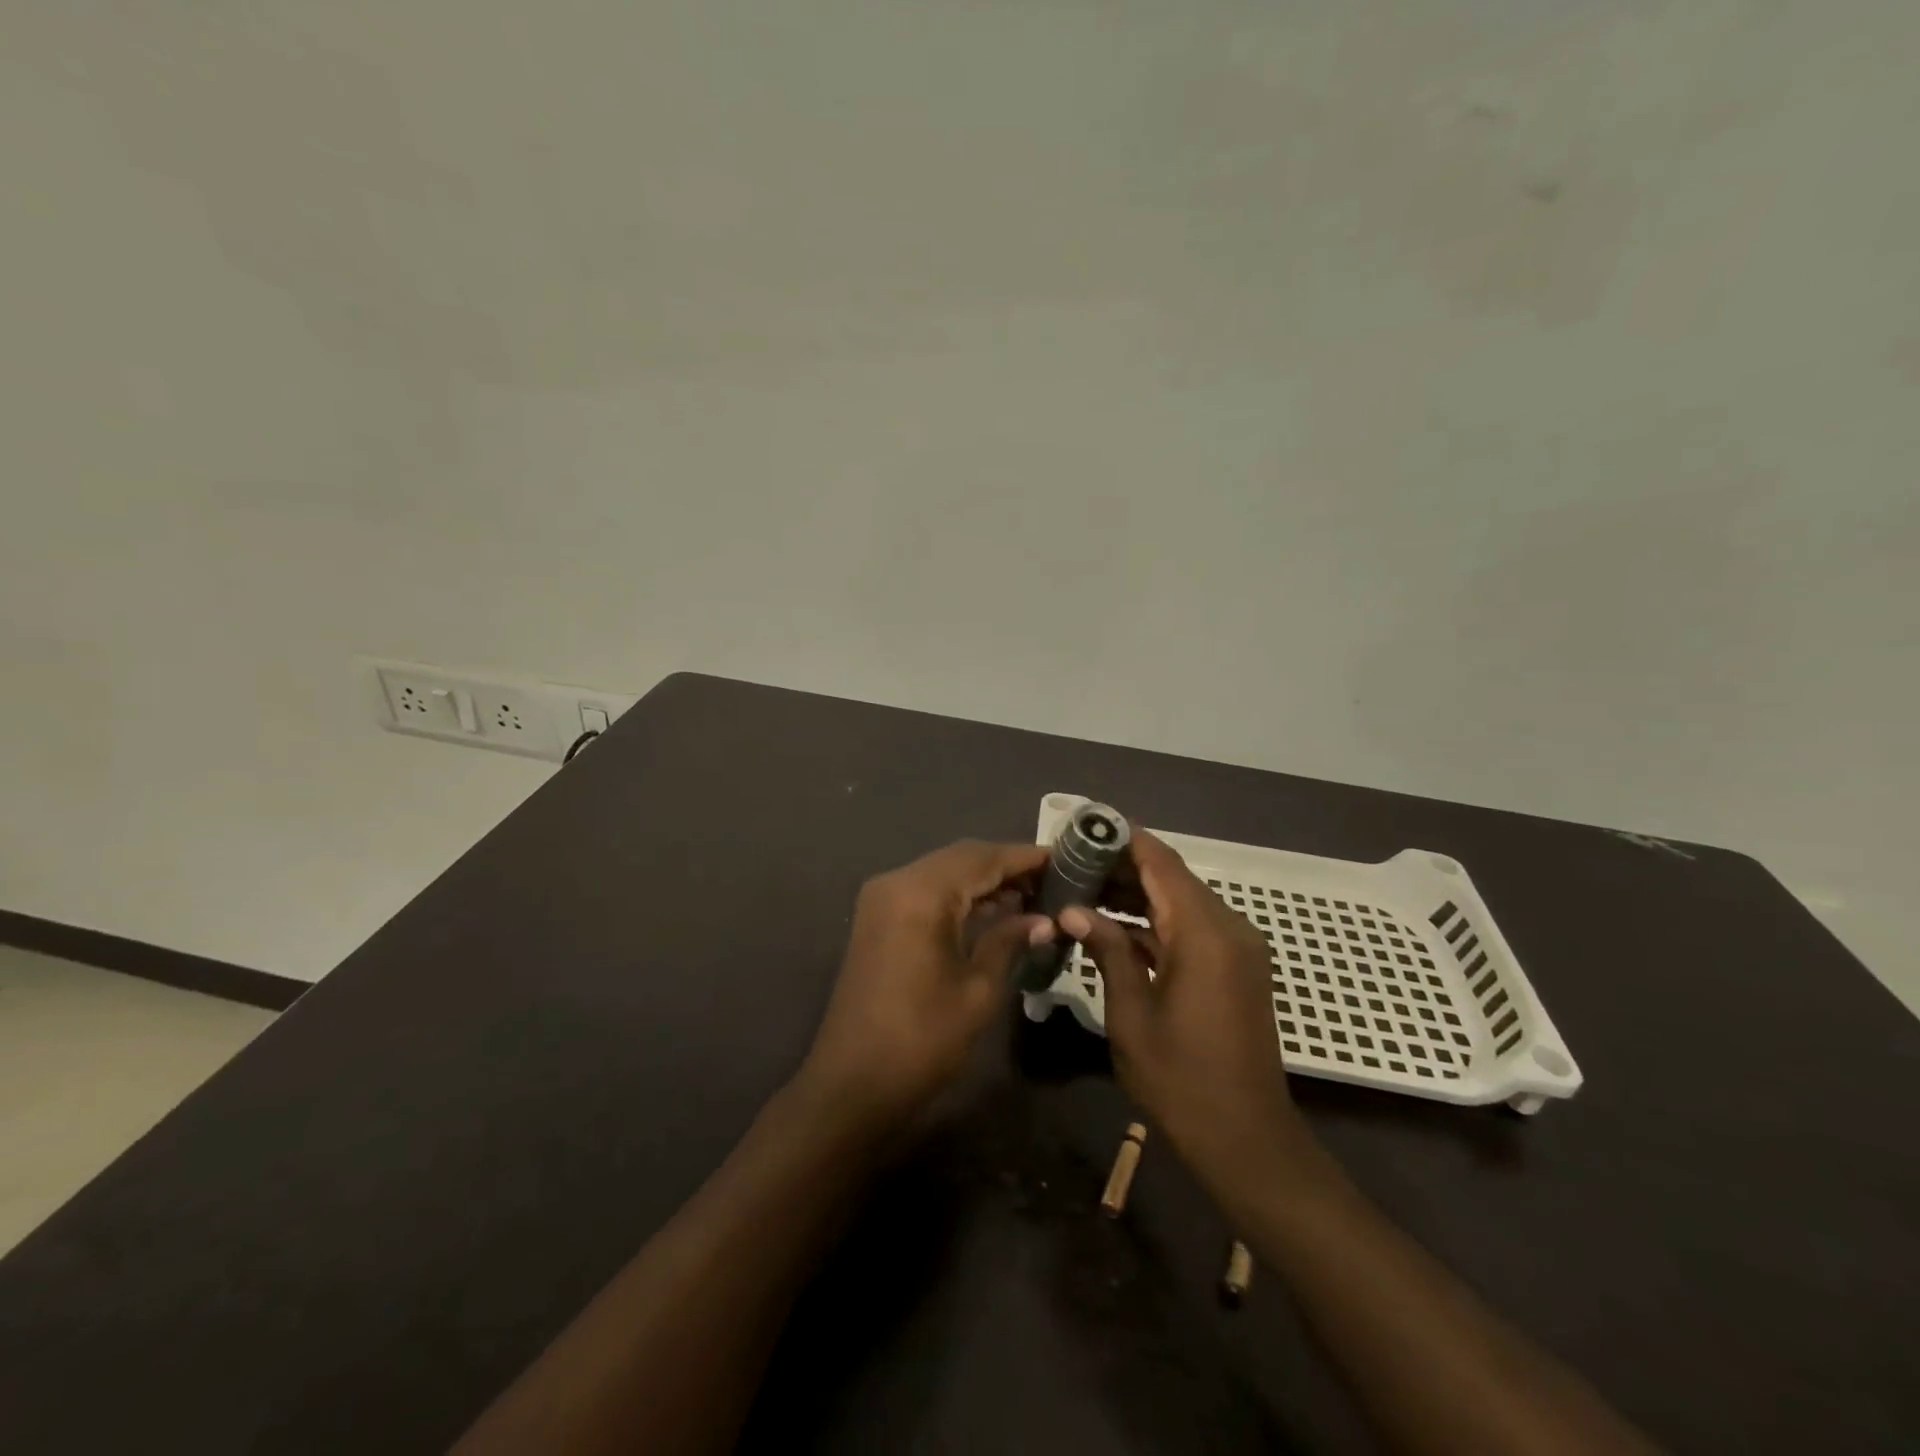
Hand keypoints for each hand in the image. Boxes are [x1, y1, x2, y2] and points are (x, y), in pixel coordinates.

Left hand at [799, 840, 1053, 1135]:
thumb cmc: (921, 1040)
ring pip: (944, 872)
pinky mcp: (878, 919)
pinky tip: (995, 911)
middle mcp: (897, 881)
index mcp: (920, 893)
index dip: (1026, 857)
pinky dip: (961, 896)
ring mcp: (883, 899)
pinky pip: (927, 892)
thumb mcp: (978, 991)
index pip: (983, 857)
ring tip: (1034, 895)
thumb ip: (1010, 942)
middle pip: (962, 858)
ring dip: (985, 880)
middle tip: (1054, 879)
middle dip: (1007, 866)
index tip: (1067, 859)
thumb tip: (1044, 920)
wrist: (852, 1084)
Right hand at [1061, 833, 1322, 1197]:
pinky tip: (1115, 926)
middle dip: (1123, 866)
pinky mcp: (1236, 968)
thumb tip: (1074, 909)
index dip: (1125, 838)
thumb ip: (1107, 951)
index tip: (1085, 826)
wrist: (1246, 1140)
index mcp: (1205, 933)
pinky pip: (1191, 927)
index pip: (1162, 862)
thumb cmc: (1181, 1080)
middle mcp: (1228, 929)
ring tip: (1083, 889)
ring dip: (1137, 893)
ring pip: (1181, 901)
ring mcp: (1237, 949)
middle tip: (1071, 863)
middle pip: (1172, 877)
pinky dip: (1156, 921)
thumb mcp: (1131, 1014)